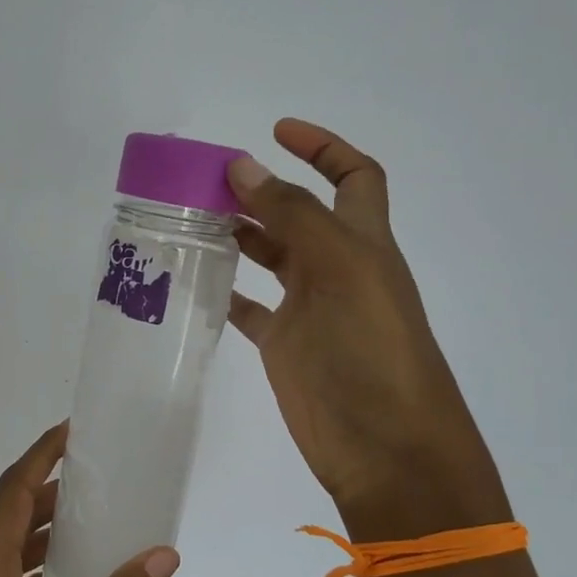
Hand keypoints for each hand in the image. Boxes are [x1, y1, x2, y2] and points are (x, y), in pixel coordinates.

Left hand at [0, 422, 179, 576]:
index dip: (39, 455)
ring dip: (41, 530)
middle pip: (6, 517)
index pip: (9, 492)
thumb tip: (164, 551)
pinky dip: (38, 569)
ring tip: (88, 518)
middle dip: (45, 489)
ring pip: (6, 553)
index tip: (72, 430)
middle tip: (92, 474)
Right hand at [227, 118, 510, 540]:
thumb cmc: (372, 349)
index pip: (353, 176)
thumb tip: (243, 167)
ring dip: (239, 234)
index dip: (323, 147)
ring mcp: (309, 307)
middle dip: (262, 189)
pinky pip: (250, 307)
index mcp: (363, 241)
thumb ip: (292, 215)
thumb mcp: (340, 268)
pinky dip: (227, 291)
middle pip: (299, 213)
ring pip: (270, 256)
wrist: (384, 445)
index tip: (277, 130)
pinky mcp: (284, 344)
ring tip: (192, 220)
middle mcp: (337, 267)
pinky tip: (197, 281)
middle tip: (208, 181)